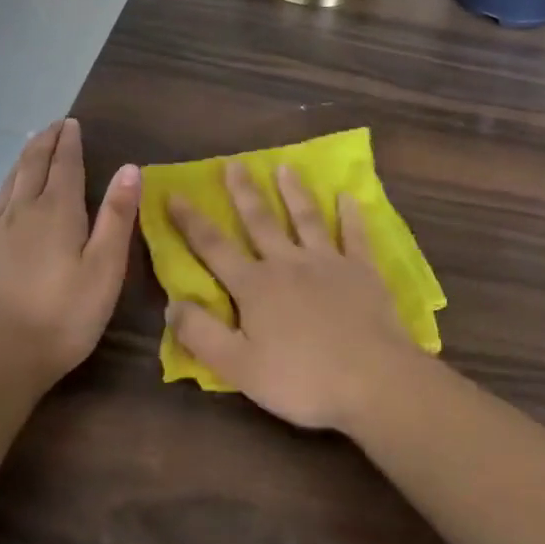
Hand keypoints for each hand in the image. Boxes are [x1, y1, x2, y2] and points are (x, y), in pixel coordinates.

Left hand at [0, 119, 140, 389]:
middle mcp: (22, 210)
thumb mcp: (105, 267)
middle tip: (54, 126)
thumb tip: (130, 167)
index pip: (64, 164)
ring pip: (10, 181)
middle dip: (45, 142)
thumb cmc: (64, 314)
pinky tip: (8, 195)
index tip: (72, 123)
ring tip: (32, 146)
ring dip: (24, 158)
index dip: (69, 142)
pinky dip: (7, 186)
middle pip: (32, 165)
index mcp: (57, 210)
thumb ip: (117, 216)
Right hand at [166, 163, 421, 431]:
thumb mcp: (238, 367)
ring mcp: (328, 262)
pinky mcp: (362, 271)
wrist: (372, 380)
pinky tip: (347, 196)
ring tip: (284, 167)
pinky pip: (354, 236)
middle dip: (243, 192)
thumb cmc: (301, 378)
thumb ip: (201, 334)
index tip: (174, 194)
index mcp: (255, 286)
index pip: (214, 247)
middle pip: (260, 222)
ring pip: (306, 219)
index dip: (191, 221)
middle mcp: (288, 263)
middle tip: (233, 163)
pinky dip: (350, 215)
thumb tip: (172, 304)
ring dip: (293, 192)